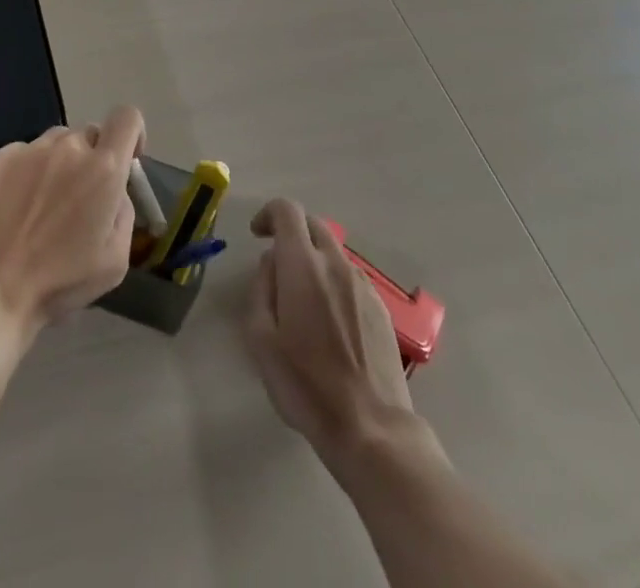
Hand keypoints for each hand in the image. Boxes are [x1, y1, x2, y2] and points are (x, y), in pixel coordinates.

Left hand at [0, 106, 143, 340]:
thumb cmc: (60, 282)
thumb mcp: (115, 259)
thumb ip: (123, 212)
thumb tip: (115, 190)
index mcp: (103, 169)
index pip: (127, 118)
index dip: (132, 133)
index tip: (127, 159)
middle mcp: (69, 147)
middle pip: (90, 135)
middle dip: (93, 159)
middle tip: (80, 198)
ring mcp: (31, 149)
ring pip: (58, 142)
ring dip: (61, 162)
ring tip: (45, 203)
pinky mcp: (0, 157)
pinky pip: (27, 153)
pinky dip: (30, 170)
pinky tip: (17, 205)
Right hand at [243, 198, 428, 466]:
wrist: (371, 428)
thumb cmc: (305, 384)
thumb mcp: (261, 338)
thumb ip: (261, 288)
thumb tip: (272, 262)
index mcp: (303, 265)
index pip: (287, 210)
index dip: (268, 214)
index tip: (258, 235)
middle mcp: (336, 264)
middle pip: (313, 224)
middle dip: (292, 232)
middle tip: (277, 264)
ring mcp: (364, 285)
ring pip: (334, 252)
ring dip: (314, 259)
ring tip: (303, 300)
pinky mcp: (382, 309)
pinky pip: (351, 278)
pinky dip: (334, 282)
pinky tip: (330, 322)